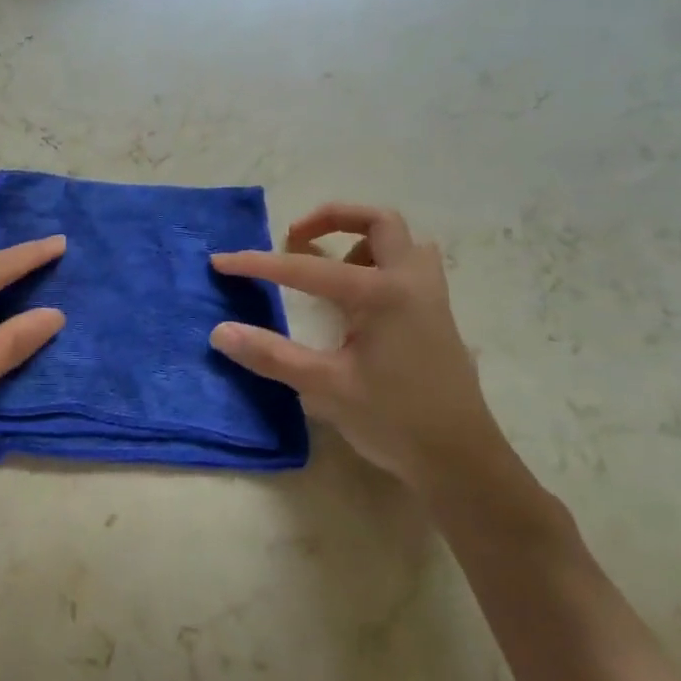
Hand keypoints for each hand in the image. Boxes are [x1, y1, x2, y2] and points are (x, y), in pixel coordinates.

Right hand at [210, 203, 505, 494]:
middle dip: (330, 220)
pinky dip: (379, 264)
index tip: (221, 262)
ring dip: (362, 241)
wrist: (460, 460)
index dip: (258, 264)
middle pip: (377, 221)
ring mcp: (429, 296)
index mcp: (380, 293)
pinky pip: (409, 266)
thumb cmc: (393, 419)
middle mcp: (409, 282)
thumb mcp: (325, 387)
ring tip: (330, 269)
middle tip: (295, 239)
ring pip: (401, 242)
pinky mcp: (436, 315)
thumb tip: (220, 332)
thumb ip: (271, 355)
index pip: (305, 269)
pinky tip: (357, 302)